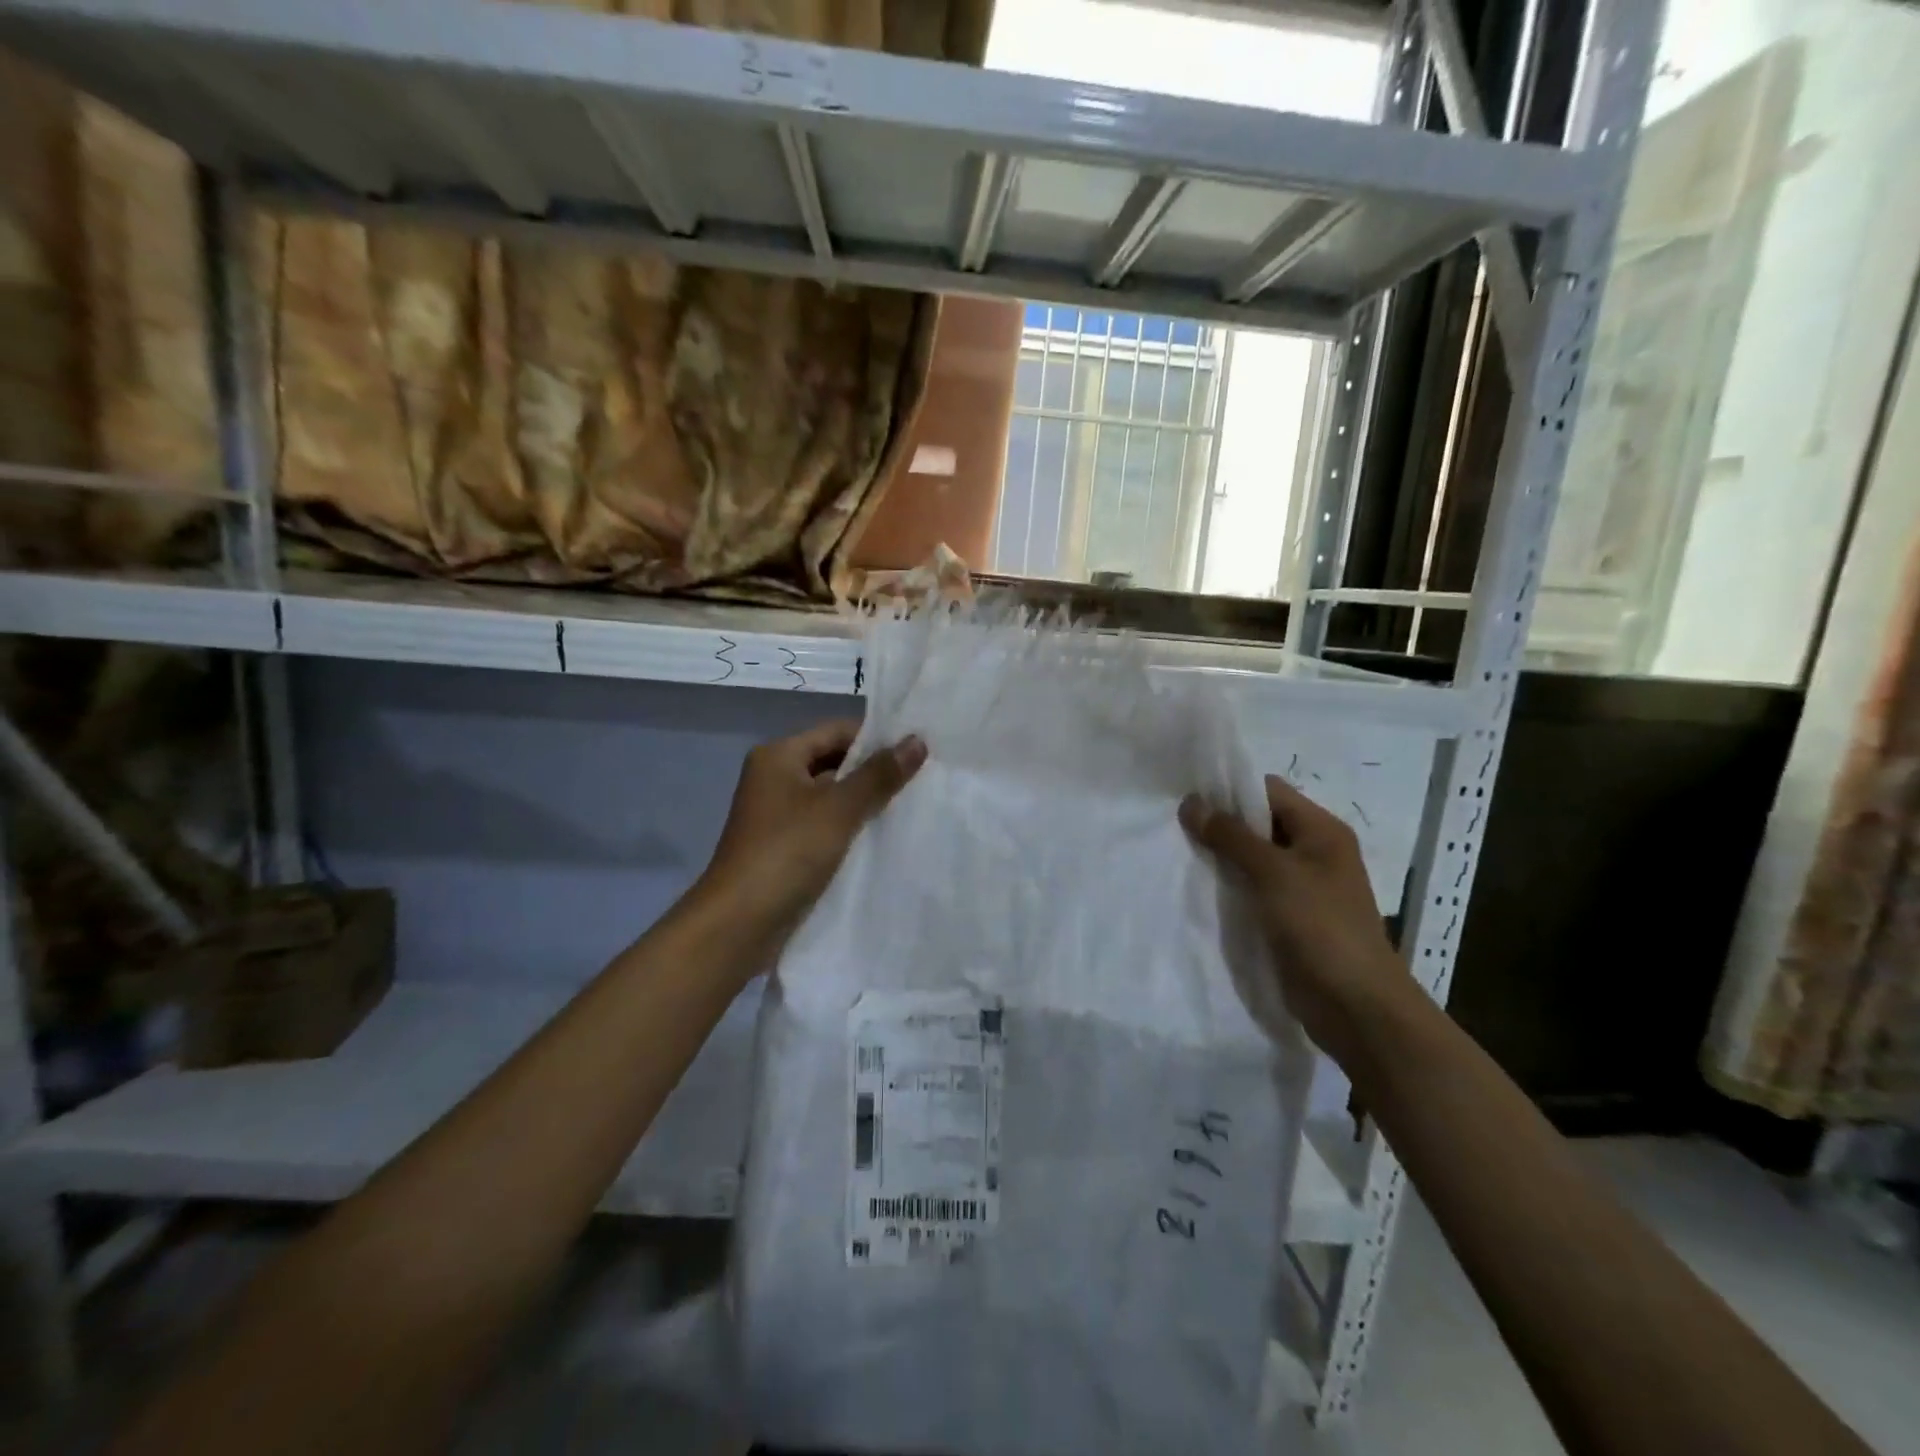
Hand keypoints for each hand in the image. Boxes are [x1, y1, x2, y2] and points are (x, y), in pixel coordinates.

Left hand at [697, 720, 925, 945]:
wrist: (738, 924)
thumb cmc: (786, 853)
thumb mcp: (839, 809)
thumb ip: (879, 775)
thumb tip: (917, 740)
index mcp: (778, 756)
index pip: (837, 731)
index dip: (877, 738)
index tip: (918, 750)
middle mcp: (774, 779)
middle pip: (834, 762)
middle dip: (874, 772)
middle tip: (922, 780)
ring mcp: (777, 816)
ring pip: (831, 798)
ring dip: (865, 803)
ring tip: (911, 808)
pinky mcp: (784, 848)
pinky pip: (825, 827)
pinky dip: (850, 829)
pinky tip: (883, 839)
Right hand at [1180, 775, 1413, 1066]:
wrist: (1355, 1006)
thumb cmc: (1320, 926)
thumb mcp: (1273, 873)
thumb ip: (1231, 836)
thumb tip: (1191, 802)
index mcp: (1322, 831)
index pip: (1269, 792)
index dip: (1230, 789)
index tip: (1186, 795)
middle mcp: (1314, 852)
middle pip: (1260, 824)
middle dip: (1220, 824)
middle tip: (1174, 825)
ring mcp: (1303, 887)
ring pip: (1254, 859)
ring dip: (1222, 857)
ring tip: (1179, 853)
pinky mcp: (1290, 918)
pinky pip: (1254, 890)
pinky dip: (1230, 886)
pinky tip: (1198, 887)